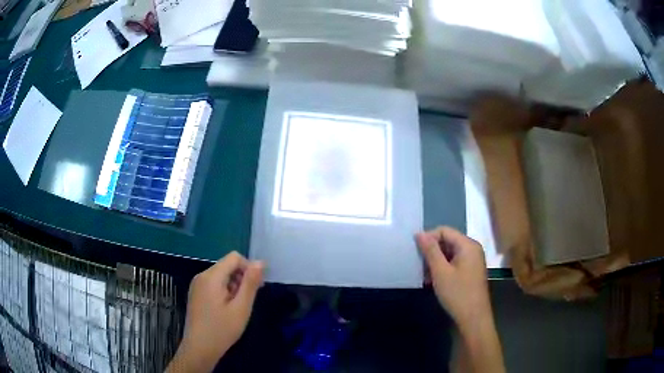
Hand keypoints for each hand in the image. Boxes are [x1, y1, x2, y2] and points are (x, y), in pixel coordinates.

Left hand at [167, 252, 263, 372]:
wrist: (199, 348)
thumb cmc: (222, 330)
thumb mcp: (241, 308)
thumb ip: (250, 283)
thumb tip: (261, 262)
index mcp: (211, 276)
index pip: (234, 257)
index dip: (249, 268)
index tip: (257, 288)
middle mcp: (201, 276)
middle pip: (227, 265)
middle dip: (241, 278)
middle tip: (248, 301)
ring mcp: (196, 285)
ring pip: (221, 275)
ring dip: (233, 286)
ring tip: (237, 308)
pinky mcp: (196, 294)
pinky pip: (213, 284)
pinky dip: (224, 291)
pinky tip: (226, 309)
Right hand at [416, 226, 490, 327]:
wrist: (473, 318)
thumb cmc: (457, 293)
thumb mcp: (440, 272)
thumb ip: (430, 251)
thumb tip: (419, 233)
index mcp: (468, 245)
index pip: (444, 231)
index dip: (428, 238)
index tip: (415, 251)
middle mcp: (472, 249)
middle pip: (448, 241)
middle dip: (432, 251)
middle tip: (418, 264)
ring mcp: (473, 261)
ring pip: (450, 253)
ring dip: (436, 261)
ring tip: (424, 275)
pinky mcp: (471, 272)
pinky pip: (454, 263)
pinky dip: (443, 268)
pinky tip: (433, 280)